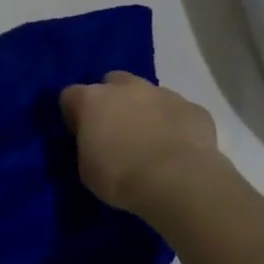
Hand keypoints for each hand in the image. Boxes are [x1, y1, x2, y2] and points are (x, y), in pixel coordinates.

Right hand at [59, 72, 222, 213]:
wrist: (177, 180)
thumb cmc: (121, 178)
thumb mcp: (87, 170)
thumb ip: (89, 146)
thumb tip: (96, 143)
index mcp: (93, 100)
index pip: (71, 95)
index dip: (74, 114)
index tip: (80, 134)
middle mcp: (127, 87)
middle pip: (113, 82)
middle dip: (113, 101)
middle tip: (117, 131)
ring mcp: (163, 93)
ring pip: (149, 94)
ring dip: (146, 111)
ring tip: (151, 142)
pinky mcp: (193, 107)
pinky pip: (179, 112)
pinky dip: (175, 125)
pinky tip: (178, 149)